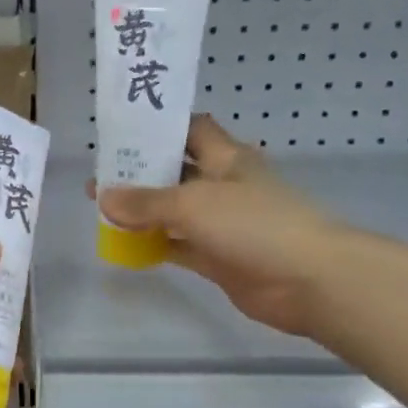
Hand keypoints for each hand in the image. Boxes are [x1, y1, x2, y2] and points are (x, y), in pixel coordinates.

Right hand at [95, 116, 345, 338]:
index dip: (160, 126)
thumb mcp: (193, 204)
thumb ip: (146, 202)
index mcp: (226, 158)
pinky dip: (156, 245)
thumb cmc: (254, 224)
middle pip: (176, 171)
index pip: (190, 129)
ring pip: (175, 211)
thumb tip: (104, 198)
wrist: (309, 280)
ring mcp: (222, 223)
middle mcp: (223, 185)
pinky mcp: (219, 257)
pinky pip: (179, 246)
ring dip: (144, 211)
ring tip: (101, 209)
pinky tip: (125, 246)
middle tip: (98, 175)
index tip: (123, 130)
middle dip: (140, 172)